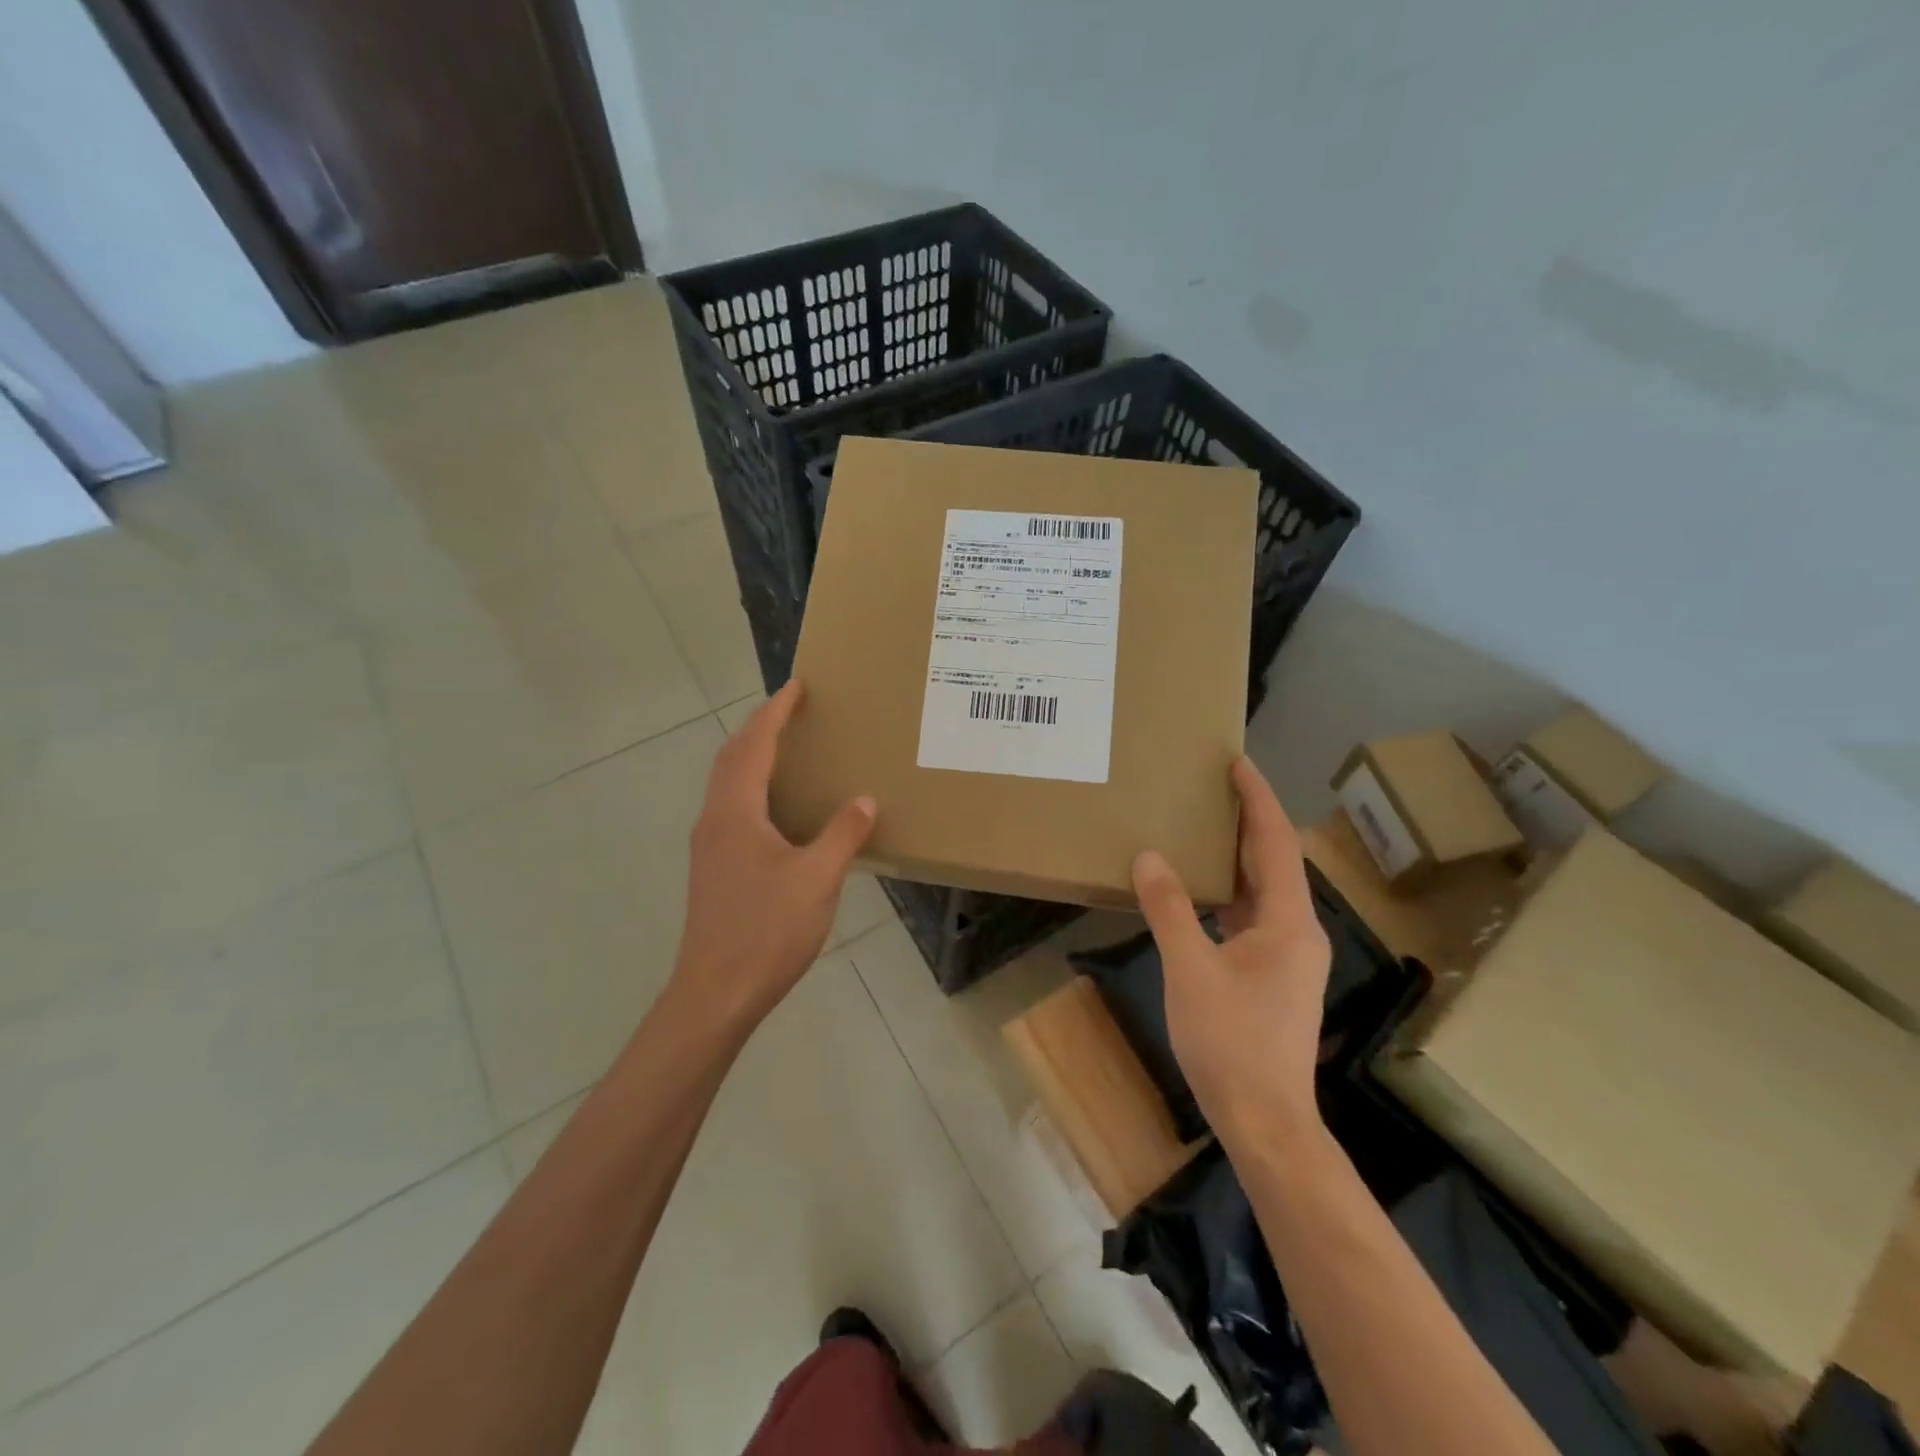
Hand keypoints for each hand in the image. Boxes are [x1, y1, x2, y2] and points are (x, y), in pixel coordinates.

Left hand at [670, 680, 876, 1035]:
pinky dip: (753, 787)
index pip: (754, 746)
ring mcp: (709, 846)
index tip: (796, 686)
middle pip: (732, 758)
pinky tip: (779, 808)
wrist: (716, 993)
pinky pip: (732, 807)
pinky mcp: (713, 868)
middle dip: (760, 728)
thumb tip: (864, 799)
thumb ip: (842, 834)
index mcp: (735, 813)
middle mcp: (714, 820)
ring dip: (752, 756)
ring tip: (787, 749)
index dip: (775, 713)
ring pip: (727, 784)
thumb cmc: (766, 930)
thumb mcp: (817, 879)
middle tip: (792, 710)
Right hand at [1131, 756, 1330, 1150]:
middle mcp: (1298, 931)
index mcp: (1288, 922)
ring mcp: (1288, 957)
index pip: (1274, 843)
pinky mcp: (1274, 977)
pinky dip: (1229, 892)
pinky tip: (1201, 892)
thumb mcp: (1190, 970)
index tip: (1237, 763)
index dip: (1257, 800)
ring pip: (1264, 891)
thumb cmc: (1231, 1042)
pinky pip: (1253, 916)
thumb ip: (1170, 909)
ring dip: (1237, 857)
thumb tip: (1149, 857)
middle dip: (1248, 821)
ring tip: (1203, 827)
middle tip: (1213, 786)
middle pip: (1274, 862)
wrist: (1264, 1120)